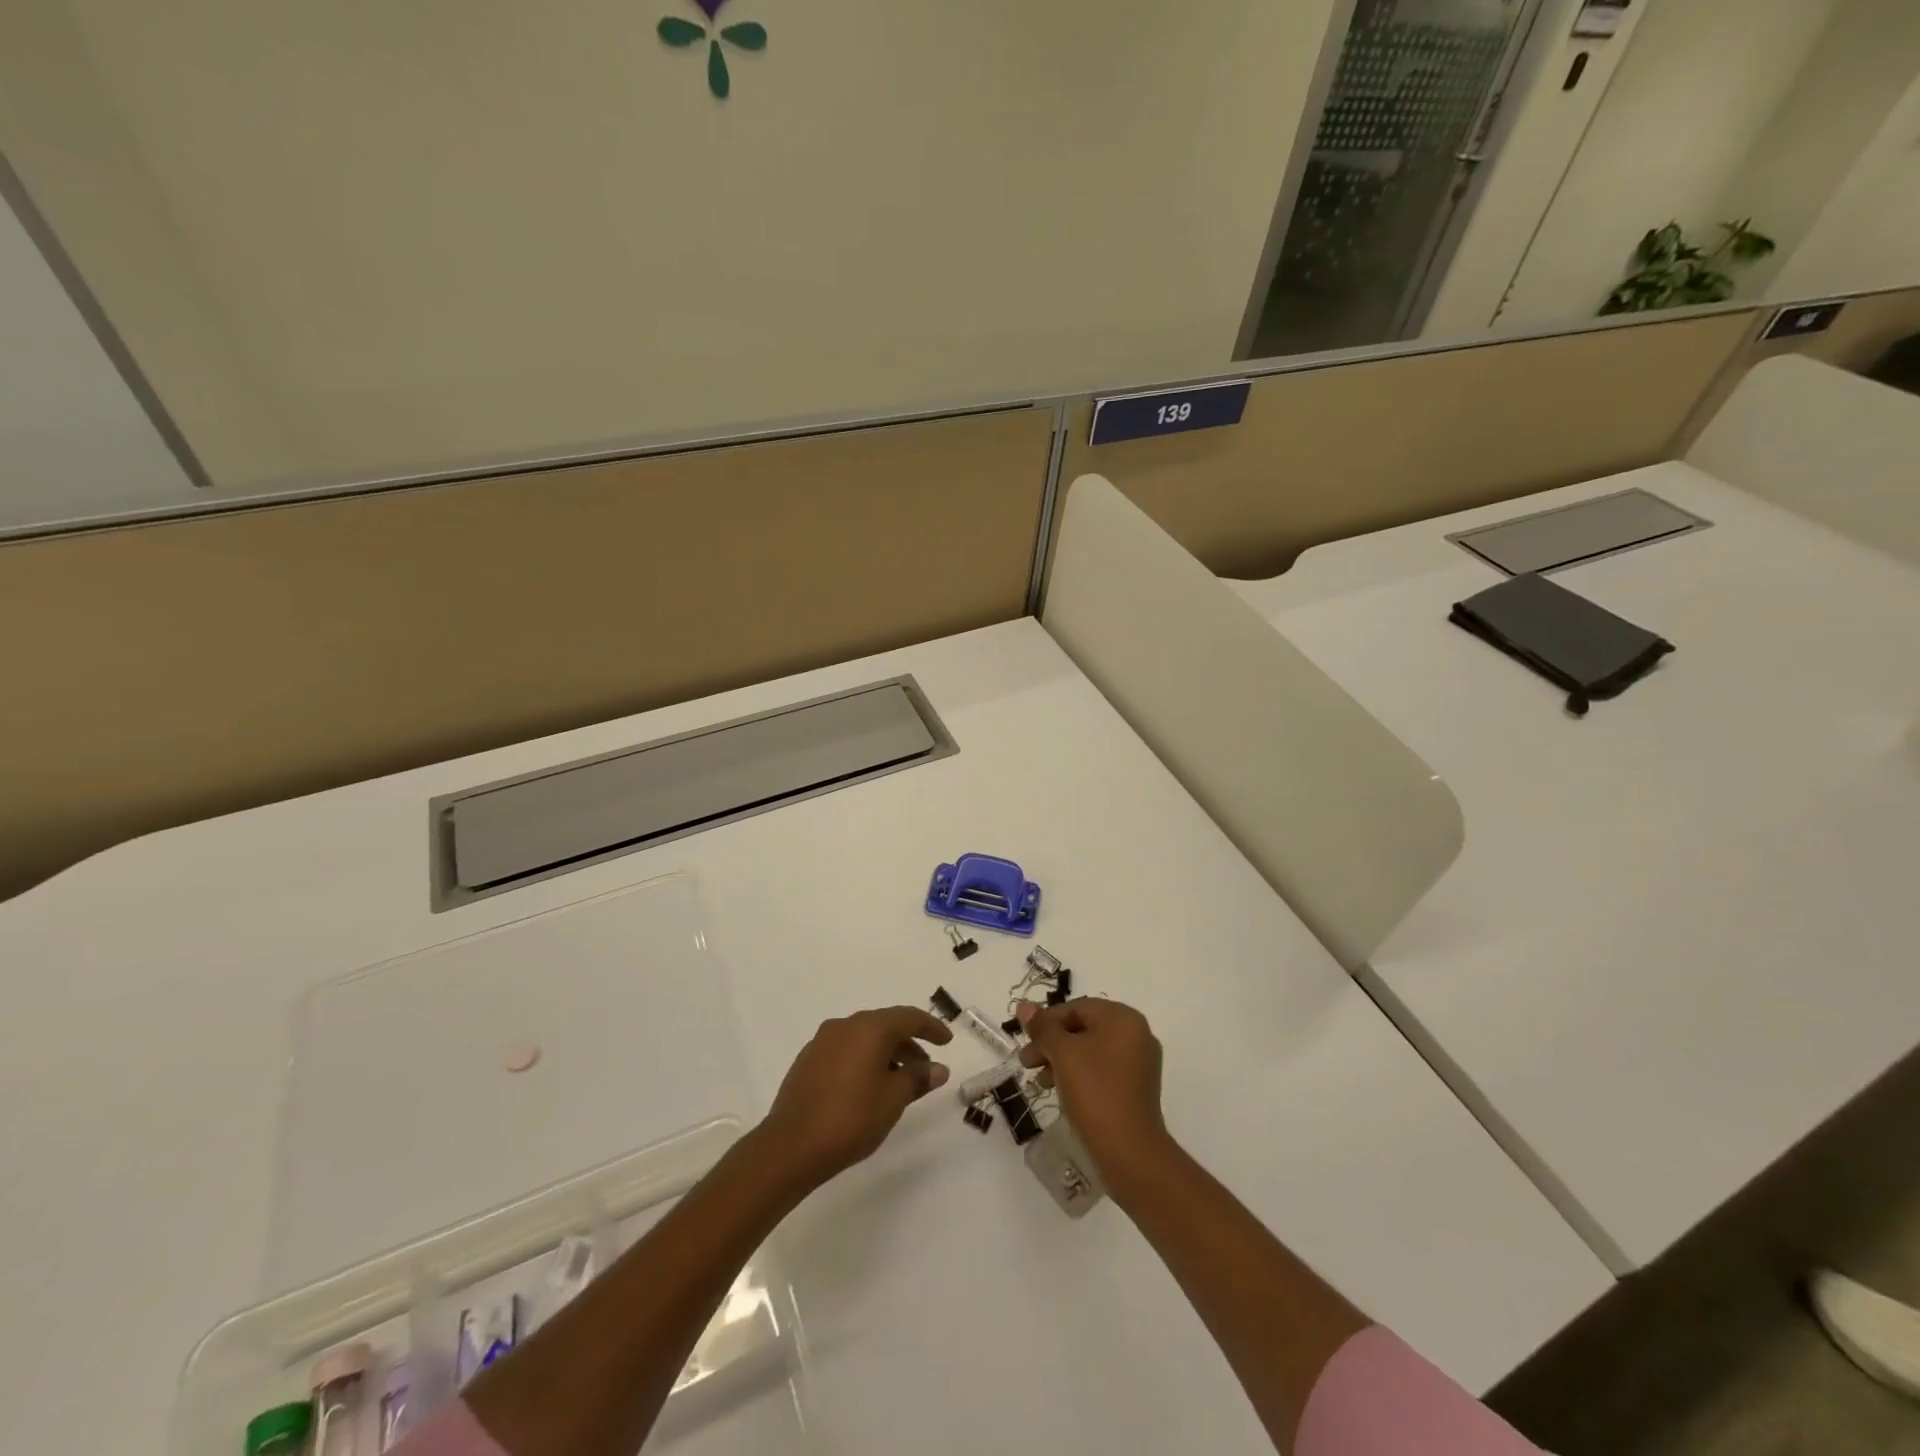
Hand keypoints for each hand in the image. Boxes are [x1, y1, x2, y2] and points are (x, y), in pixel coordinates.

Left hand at [756, 1006, 952, 1190]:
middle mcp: (845, 1026)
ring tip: (898, 1082)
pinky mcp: (808, 1060)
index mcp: (869, 1028)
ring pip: (864, 1038)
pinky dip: (863, 1060)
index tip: (947, 1041)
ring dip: (886, 1054)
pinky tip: (868, 1087)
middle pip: (885, 1025)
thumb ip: (917, 1079)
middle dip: (908, 1044)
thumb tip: (937, 1068)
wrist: (790, 1146)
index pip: (908, 1017)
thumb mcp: (893, 1100)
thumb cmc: (850, 1119)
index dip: (931, 1027)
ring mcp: (822, 1041)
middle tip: (925, 1068)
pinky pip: (845, 1050)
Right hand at [1016, 997, 1174, 1198]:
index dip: (1046, 1022)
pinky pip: (1101, 1070)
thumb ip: (1043, 1028)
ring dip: (1061, 1061)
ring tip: (1040, 1082)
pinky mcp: (1135, 1088)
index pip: (1077, 1008)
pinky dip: (1078, 1075)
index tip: (1025, 1040)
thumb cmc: (1095, 1092)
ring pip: (1090, 1051)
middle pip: (1083, 1028)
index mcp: (1123, 1018)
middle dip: (1051, 1043)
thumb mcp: (1063, 1054)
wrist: (1130, 1152)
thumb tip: (1024, 1006)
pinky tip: (1060, 1092)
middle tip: (1026, 1062)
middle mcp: (1136, 1034)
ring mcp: (1138, 1063)